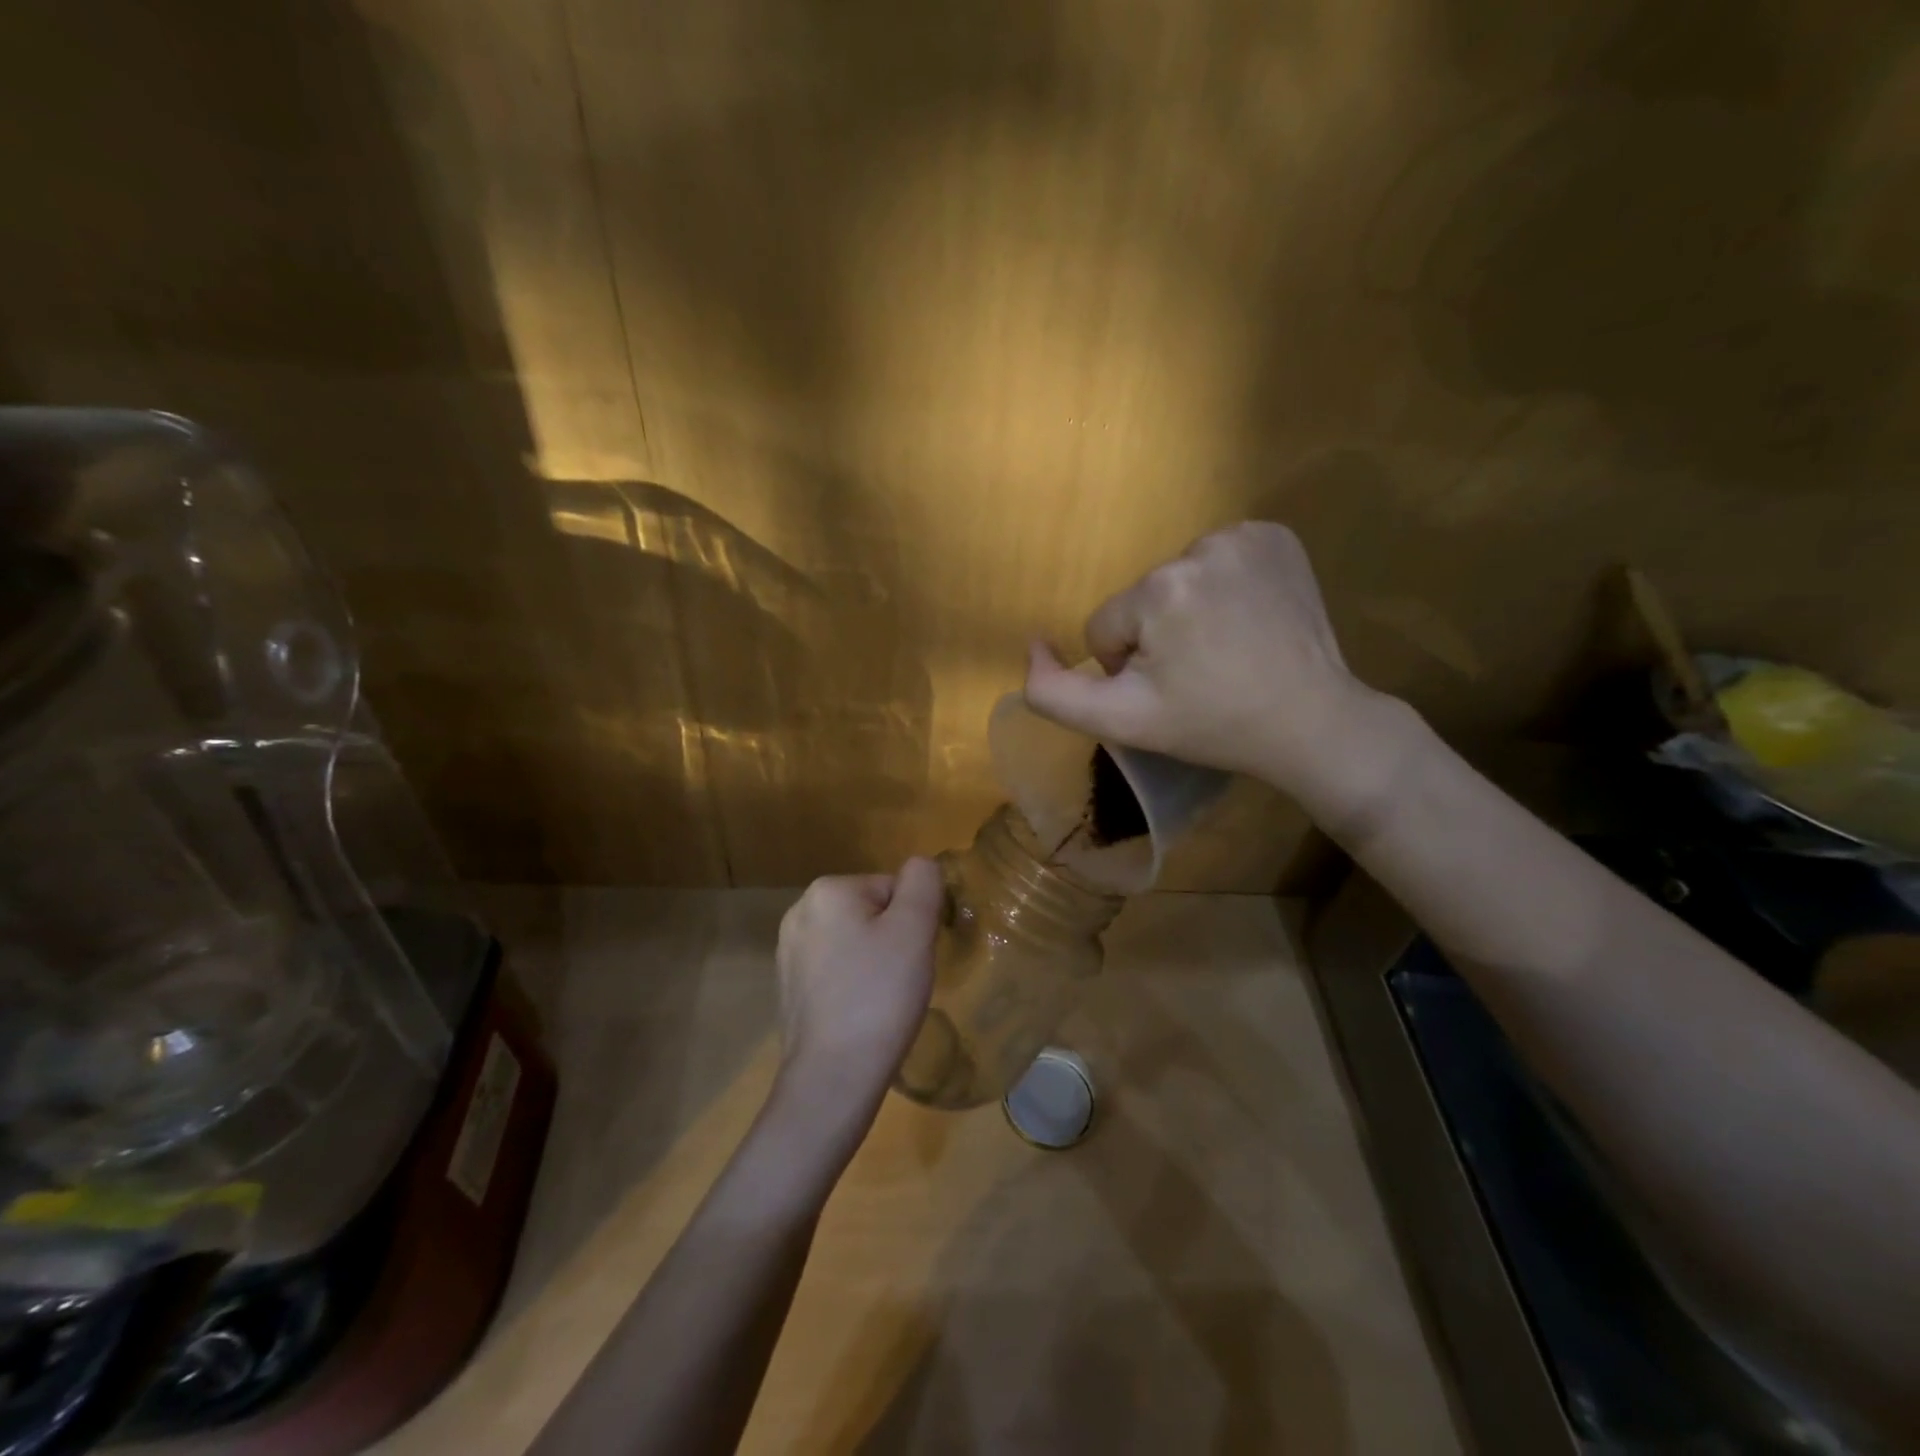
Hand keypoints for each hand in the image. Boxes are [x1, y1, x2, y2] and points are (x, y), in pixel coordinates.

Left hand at [773, 859, 943, 1132]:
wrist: (833, 1077)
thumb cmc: (879, 996)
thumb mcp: (915, 929)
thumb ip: (923, 883)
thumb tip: (921, 866)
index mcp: (827, 890)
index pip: (893, 888)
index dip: (913, 922)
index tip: (913, 957)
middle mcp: (799, 912)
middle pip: (872, 912)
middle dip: (893, 940)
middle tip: (901, 980)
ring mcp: (788, 952)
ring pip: (855, 942)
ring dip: (875, 963)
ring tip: (882, 1001)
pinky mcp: (788, 987)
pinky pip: (836, 971)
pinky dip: (854, 985)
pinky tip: (860, 1015)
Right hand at [1023, 522, 1390, 807]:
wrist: (1310, 723)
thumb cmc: (1212, 725)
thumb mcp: (1120, 722)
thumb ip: (1053, 693)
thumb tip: (1033, 645)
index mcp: (1159, 590)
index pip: (1106, 626)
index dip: (1128, 665)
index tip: (1170, 689)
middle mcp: (1200, 547)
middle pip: (1142, 599)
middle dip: (1158, 636)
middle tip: (1200, 673)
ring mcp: (1245, 536)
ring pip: (1178, 578)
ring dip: (1189, 610)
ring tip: (1227, 647)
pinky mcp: (1276, 536)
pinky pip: (1219, 559)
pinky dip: (1224, 586)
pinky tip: (1248, 618)